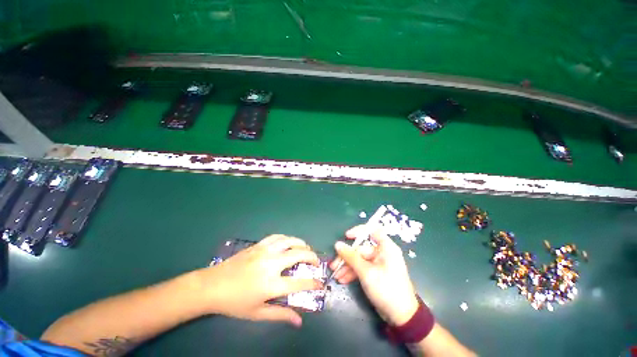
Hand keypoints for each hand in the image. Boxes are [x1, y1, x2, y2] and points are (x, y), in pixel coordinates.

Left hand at [198, 235, 323, 326]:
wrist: (212, 285)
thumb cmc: (234, 303)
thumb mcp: (257, 313)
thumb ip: (280, 316)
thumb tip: (299, 321)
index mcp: (271, 284)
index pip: (299, 282)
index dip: (313, 283)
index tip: (320, 284)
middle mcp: (271, 264)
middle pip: (299, 255)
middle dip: (312, 257)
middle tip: (316, 262)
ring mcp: (265, 251)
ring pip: (290, 241)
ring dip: (302, 244)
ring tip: (306, 249)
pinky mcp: (259, 245)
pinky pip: (278, 237)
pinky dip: (288, 238)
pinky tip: (289, 242)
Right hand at [330, 225, 418, 325]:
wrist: (401, 317)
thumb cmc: (386, 289)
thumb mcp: (366, 272)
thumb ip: (351, 257)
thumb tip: (337, 244)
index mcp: (386, 248)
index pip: (372, 230)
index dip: (359, 231)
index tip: (346, 236)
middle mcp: (382, 253)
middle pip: (361, 249)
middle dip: (347, 257)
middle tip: (334, 264)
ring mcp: (378, 264)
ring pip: (359, 260)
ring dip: (347, 267)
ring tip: (336, 275)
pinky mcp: (375, 274)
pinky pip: (362, 269)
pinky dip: (352, 273)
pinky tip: (342, 279)